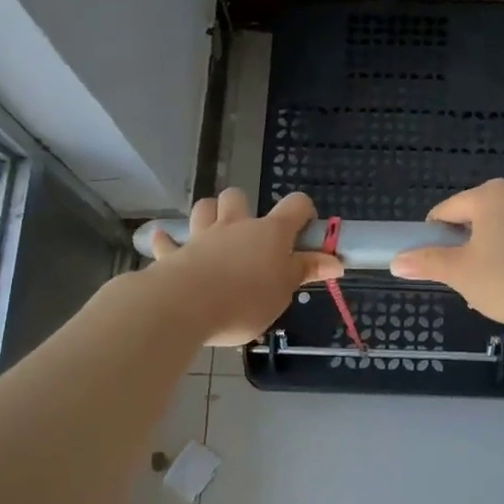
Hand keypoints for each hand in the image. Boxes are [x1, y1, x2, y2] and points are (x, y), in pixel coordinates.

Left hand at [149, 189, 342, 345]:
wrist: (186, 306)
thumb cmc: (246, 300)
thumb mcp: (284, 290)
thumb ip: (306, 271)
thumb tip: (336, 261)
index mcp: (270, 233)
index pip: (295, 205)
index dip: (303, 211)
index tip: (305, 230)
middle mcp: (236, 226)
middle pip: (238, 197)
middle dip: (243, 208)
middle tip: (249, 237)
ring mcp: (202, 236)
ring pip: (204, 208)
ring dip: (209, 215)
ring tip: (214, 234)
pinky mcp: (174, 254)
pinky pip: (168, 241)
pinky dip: (169, 242)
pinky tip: (167, 244)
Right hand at [389, 179, 503, 329]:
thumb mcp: (460, 273)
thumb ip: (427, 262)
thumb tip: (396, 261)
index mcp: (489, 196)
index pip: (448, 210)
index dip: (435, 236)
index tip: (436, 262)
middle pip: (479, 217)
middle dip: (469, 245)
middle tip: (466, 278)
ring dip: (495, 251)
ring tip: (495, 286)